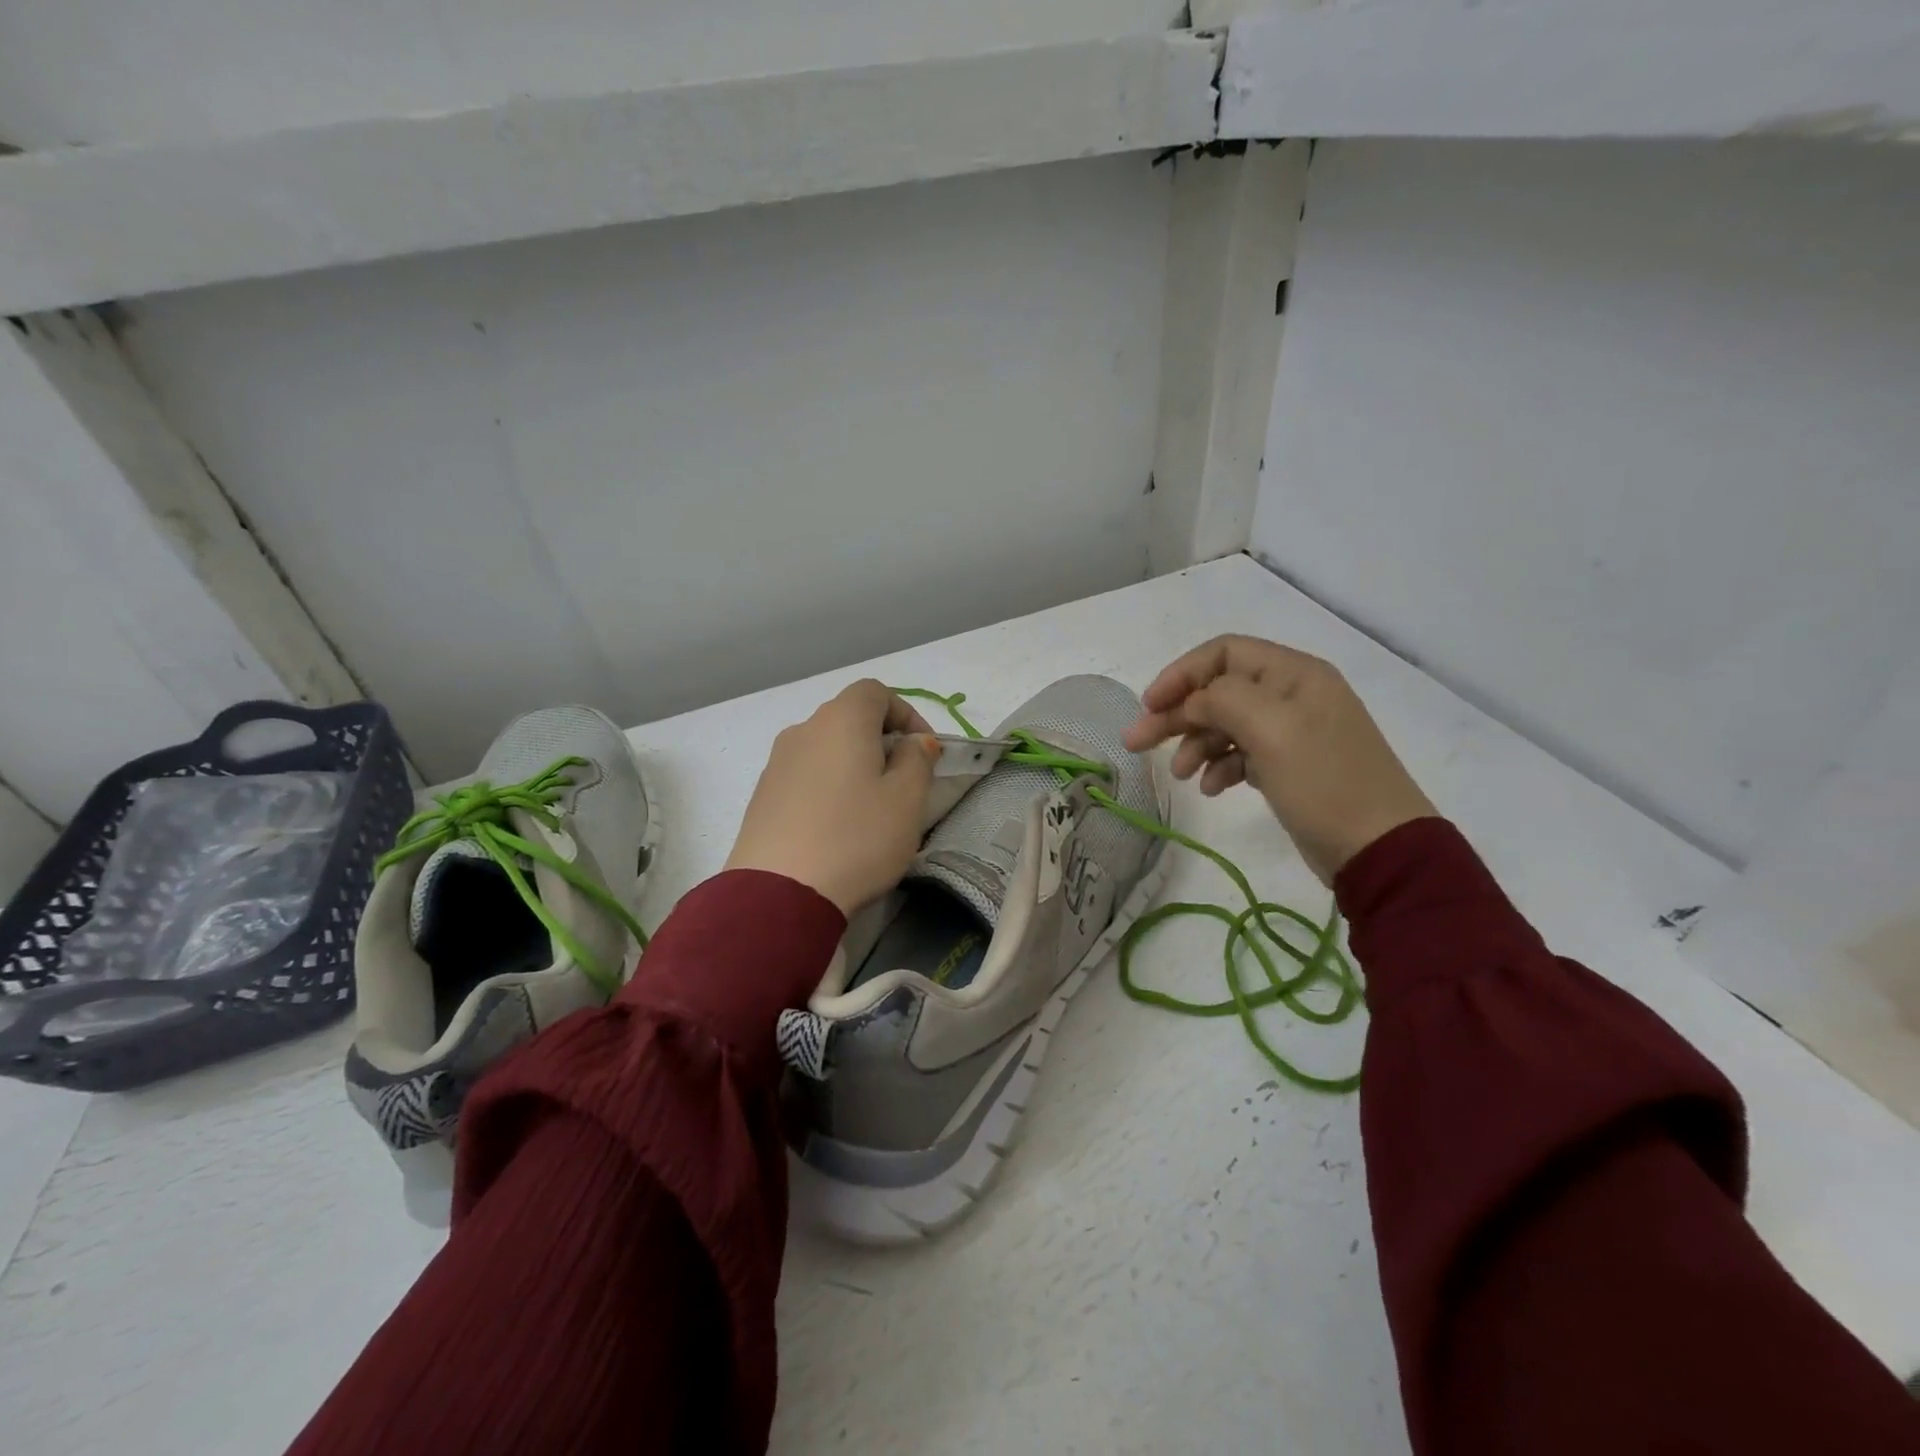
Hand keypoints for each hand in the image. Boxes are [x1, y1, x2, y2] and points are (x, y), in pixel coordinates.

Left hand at [724, 680, 939, 914]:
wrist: (778, 892)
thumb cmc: (856, 837)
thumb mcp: (907, 800)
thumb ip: (917, 760)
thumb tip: (913, 743)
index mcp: (842, 720)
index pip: (875, 692)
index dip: (906, 714)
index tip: (925, 751)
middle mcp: (804, 730)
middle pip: (849, 719)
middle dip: (882, 742)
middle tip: (904, 781)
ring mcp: (777, 763)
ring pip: (826, 749)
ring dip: (854, 766)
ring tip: (872, 809)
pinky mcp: (762, 796)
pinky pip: (805, 777)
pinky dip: (828, 788)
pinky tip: (837, 827)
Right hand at [1124, 635, 1436, 883]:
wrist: (1379, 849)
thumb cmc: (1325, 782)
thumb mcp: (1272, 730)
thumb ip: (1222, 700)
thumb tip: (1191, 702)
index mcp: (1293, 674)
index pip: (1223, 653)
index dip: (1181, 674)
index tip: (1149, 706)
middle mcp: (1291, 695)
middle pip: (1218, 691)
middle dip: (1176, 714)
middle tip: (1136, 743)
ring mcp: (1290, 733)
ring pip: (1224, 724)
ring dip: (1194, 744)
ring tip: (1180, 775)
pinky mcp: (1287, 767)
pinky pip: (1239, 755)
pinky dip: (1218, 767)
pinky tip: (1210, 788)